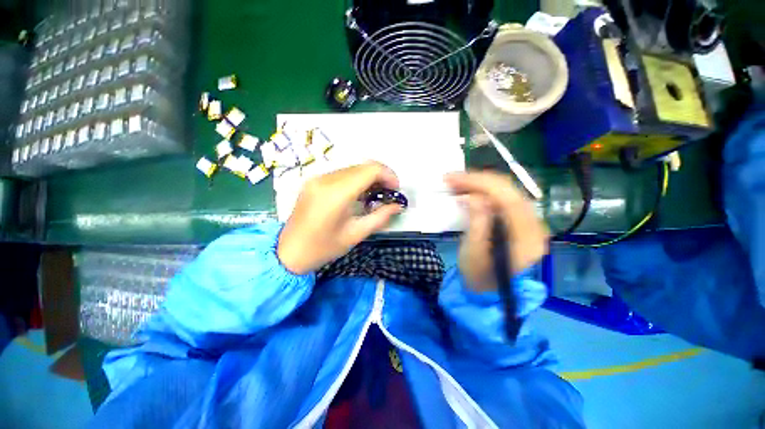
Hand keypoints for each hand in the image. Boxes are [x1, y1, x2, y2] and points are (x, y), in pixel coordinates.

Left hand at [278, 162, 402, 274]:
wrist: (288, 252)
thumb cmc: (323, 248)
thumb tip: (398, 205)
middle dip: (381, 176)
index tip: (396, 190)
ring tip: (376, 195)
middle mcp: (325, 179)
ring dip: (369, 178)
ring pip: (352, 168)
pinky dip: (356, 180)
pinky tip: (359, 194)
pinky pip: (341, 174)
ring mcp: (317, 178)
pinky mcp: (314, 181)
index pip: (370, 170)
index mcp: (336, 193)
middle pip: (362, 166)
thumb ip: (380, 217)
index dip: (388, 175)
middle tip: (388, 194)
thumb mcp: (356, 234)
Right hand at [445, 171, 548, 291]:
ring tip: (455, 183)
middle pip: (508, 190)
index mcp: (527, 236)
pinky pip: (501, 199)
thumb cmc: (478, 276)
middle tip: (450, 179)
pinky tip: (467, 192)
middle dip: (477, 180)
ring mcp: (528, 221)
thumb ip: (477, 223)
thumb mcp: (473, 253)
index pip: (506, 198)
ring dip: (479, 184)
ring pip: (504, 191)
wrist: (488, 291)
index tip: (452, 179)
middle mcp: (534, 224)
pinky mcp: (518, 221)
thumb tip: (474, 197)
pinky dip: (482, 192)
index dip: (479, 183)